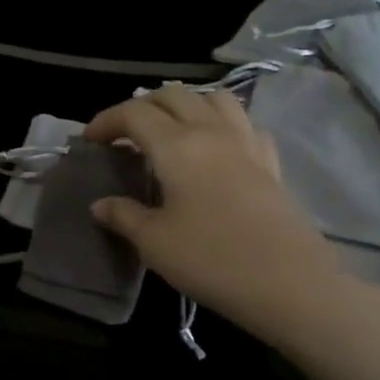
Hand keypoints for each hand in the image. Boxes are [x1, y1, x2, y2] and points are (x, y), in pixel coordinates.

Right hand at [83, 84, 366, 349]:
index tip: (90, 141)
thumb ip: (123, 215)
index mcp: (177, 145)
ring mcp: (247, 144)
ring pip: (215, 98)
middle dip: (142, 106)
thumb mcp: (154, 242)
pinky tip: (216, 149)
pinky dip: (223, 124)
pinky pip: (245, 125)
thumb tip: (101, 204)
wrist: (289, 284)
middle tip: (124, 134)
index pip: (134, 113)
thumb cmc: (211, 259)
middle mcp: (212, 132)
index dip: (106, 120)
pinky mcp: (271, 164)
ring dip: (186, 105)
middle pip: (174, 95)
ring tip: (170, 130)